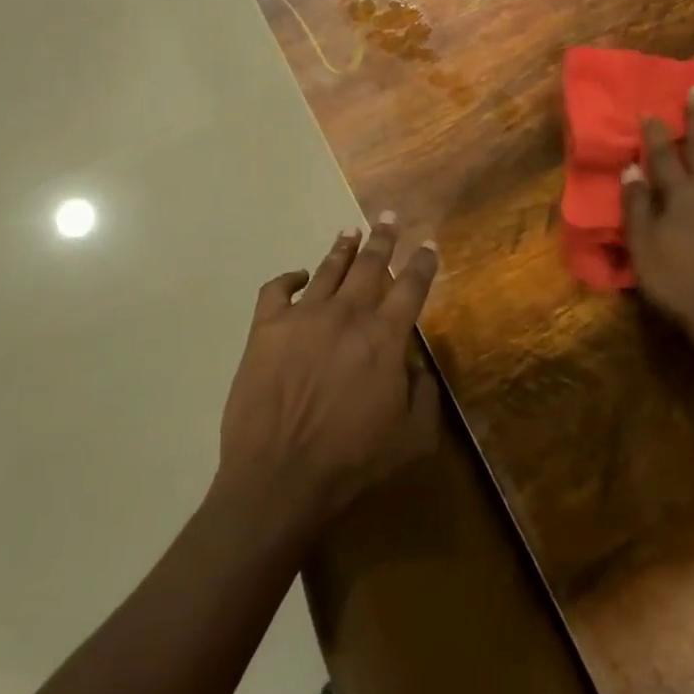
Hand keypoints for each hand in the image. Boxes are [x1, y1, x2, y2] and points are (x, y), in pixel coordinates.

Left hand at [217, 215, 440, 537]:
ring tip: (350, 231)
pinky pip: (276, 289)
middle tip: (388, 217)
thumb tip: (417, 365)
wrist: (280, 476)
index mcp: (384, 337)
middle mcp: (347, 314)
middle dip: (383, 238)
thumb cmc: (351, 461)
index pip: (411, 287)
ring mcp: (303, 317)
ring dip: (342, 248)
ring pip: (328, 269)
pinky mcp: (266, 328)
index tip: (427, 244)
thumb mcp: (412, 438)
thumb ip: (425, 395)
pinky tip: (297, 276)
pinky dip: (287, 278)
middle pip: (370, 264)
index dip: (422, 263)